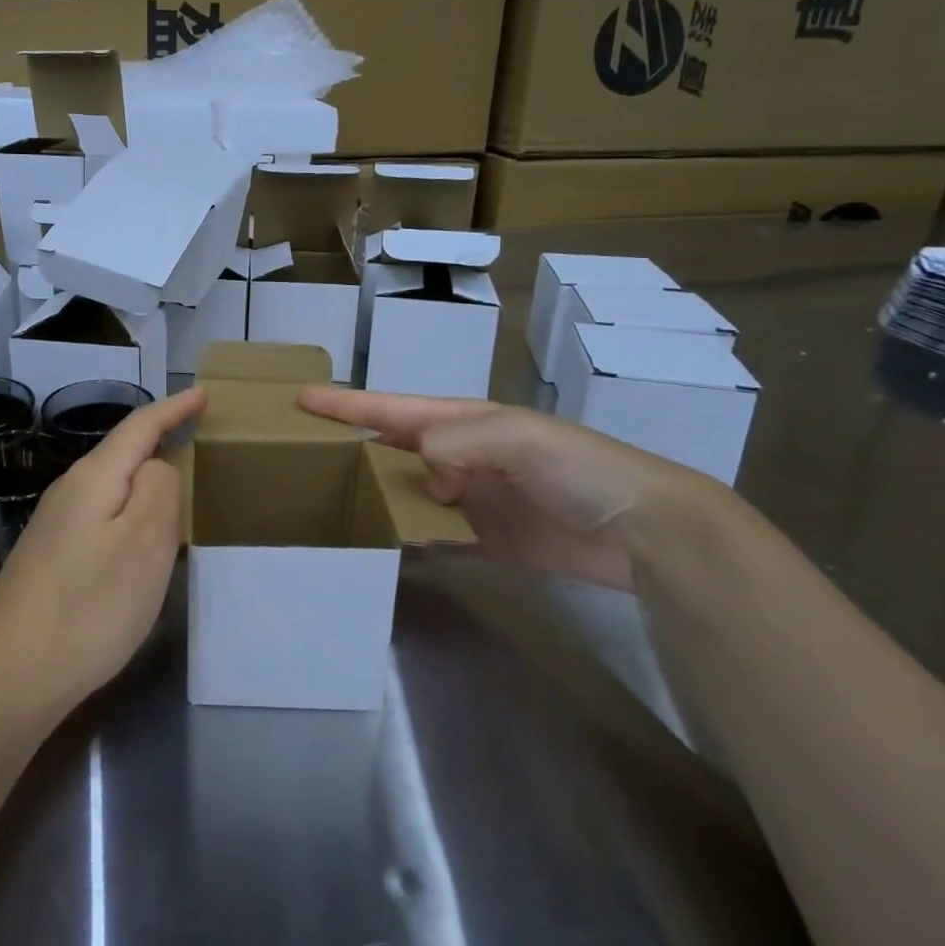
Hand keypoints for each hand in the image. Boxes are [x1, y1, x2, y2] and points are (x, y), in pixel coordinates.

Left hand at [0, 388, 204, 719]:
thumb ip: (159, 491)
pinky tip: (137, 539)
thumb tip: (157, 468)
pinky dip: (128, 515)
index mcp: (94, 479)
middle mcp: (69, 492)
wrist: (8, 677)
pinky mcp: (49, 559)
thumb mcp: (144, 543)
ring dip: (144, 482)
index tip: (203, 393)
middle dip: (159, 441)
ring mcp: (53, 527)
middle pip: (121, 453)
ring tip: (177, 489)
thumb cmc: (88, 607)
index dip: (173, 408)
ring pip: (110, 488)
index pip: (139, 427)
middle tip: (197, 438)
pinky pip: (100, 518)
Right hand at [299, 387, 733, 589]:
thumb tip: (421, 475)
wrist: (645, 531)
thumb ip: (459, 443)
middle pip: (391, 449)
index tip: (300, 400)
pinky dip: (404, 538)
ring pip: (405, 493)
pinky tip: (377, 546)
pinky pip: (430, 535)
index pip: (392, 409)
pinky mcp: (483, 539)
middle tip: (300, 457)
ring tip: (325, 503)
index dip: (347, 404)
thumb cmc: (580, 469)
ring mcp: (469, 499)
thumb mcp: (519, 437)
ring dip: (372, 495)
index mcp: (463, 422)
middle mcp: (459, 455)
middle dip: (349, 447)